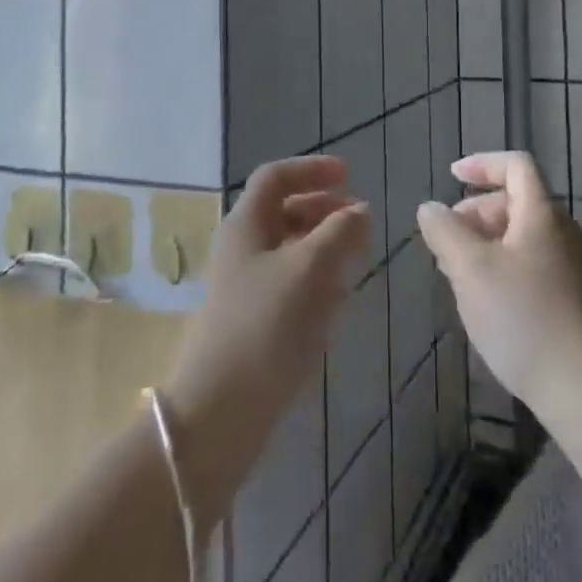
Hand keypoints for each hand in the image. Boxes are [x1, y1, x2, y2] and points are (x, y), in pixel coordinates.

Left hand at [164, 156, 369, 522]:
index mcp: (246, 225)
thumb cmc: (266, 325)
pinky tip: (338, 299)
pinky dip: (315, 278)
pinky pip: (288, 283)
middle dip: (323, 208)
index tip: (350, 175)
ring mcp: (244, 286)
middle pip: (283, 211)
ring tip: (356, 257)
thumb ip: (340, 231)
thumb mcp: (310, 268)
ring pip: (288, 248)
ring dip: (323, 244)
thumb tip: (361, 210)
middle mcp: (241, 248)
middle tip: (359, 220)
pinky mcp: (253, 321)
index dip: (312, 169)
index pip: (276, 177)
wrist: (220, 412)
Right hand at [418, 151, 581, 423]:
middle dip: (478, 212)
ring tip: (461, 277)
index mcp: (543, 214)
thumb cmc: (524, 319)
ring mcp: (578, 268)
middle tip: (448, 241)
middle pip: (519, 202)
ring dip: (489, 244)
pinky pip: (537, 266)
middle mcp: (566, 232)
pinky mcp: (581, 302)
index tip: (452, 176)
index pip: (516, 166)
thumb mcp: (471, 270)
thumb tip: (431, 207)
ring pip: (526, 238)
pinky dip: (508, 268)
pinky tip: (491, 306)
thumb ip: (446, 232)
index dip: (483, 163)